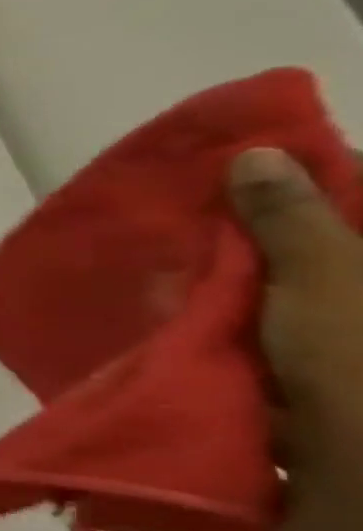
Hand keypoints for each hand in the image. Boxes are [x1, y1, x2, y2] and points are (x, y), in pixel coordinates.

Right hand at [229, 148, 362, 492]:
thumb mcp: (325, 276)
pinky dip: (243, 322)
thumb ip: (289, 217)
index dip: (302, 178)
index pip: (361, 193)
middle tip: (199, 221)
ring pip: (299, 290)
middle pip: (328, 243)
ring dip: (247, 282)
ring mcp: (351, 339)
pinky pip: (281, 331)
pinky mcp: (327, 377)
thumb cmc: (362, 360)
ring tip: (185, 270)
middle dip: (264, 233)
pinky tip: (199, 319)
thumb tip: (256, 154)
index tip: (235, 174)